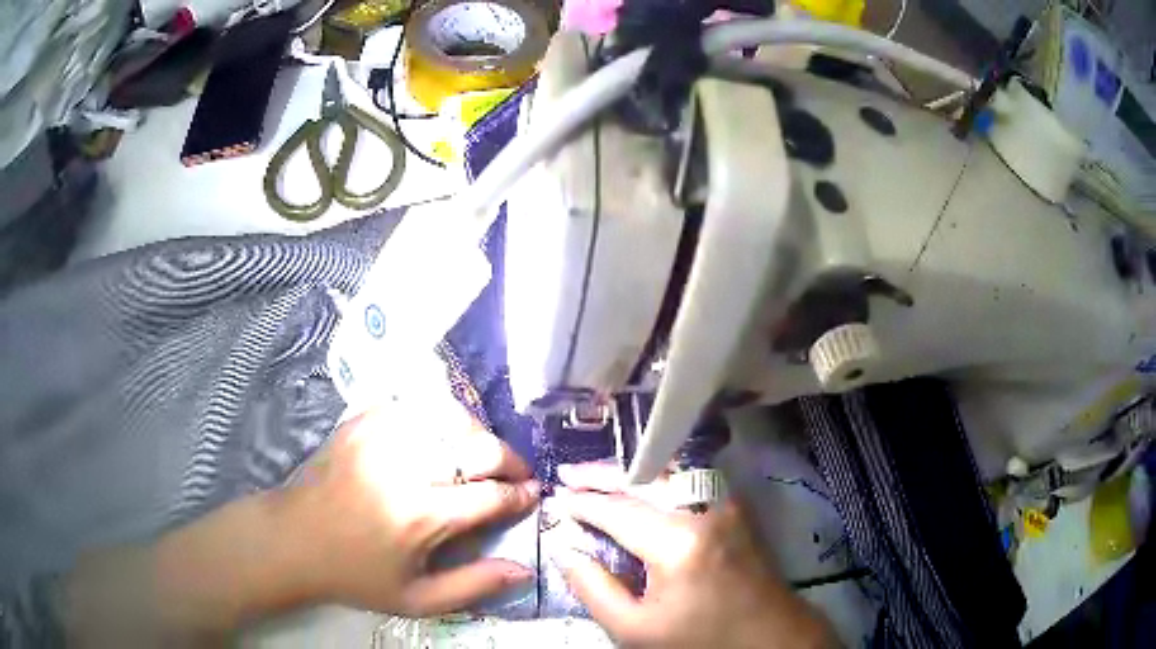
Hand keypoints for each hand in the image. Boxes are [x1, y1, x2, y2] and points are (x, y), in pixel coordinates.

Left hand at [273, 407, 539, 616]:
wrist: (293, 540)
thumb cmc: (356, 575)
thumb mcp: (417, 599)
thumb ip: (474, 586)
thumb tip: (525, 569)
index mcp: (420, 516)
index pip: (491, 495)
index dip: (521, 494)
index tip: (532, 495)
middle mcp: (405, 467)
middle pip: (479, 446)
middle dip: (509, 460)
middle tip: (514, 475)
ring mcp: (380, 435)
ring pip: (451, 415)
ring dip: (476, 434)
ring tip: (480, 455)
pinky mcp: (362, 421)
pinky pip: (414, 404)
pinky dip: (438, 416)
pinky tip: (440, 435)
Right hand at [554, 465, 836, 648]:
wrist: (769, 637)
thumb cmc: (700, 640)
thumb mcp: (635, 629)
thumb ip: (593, 587)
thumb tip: (564, 548)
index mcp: (678, 543)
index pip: (618, 510)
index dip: (582, 503)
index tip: (554, 498)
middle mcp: (705, 509)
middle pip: (644, 479)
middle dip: (602, 475)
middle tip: (567, 474)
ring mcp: (726, 504)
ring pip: (668, 473)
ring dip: (630, 473)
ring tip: (595, 478)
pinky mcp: (736, 508)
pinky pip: (689, 482)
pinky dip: (657, 480)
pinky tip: (639, 488)